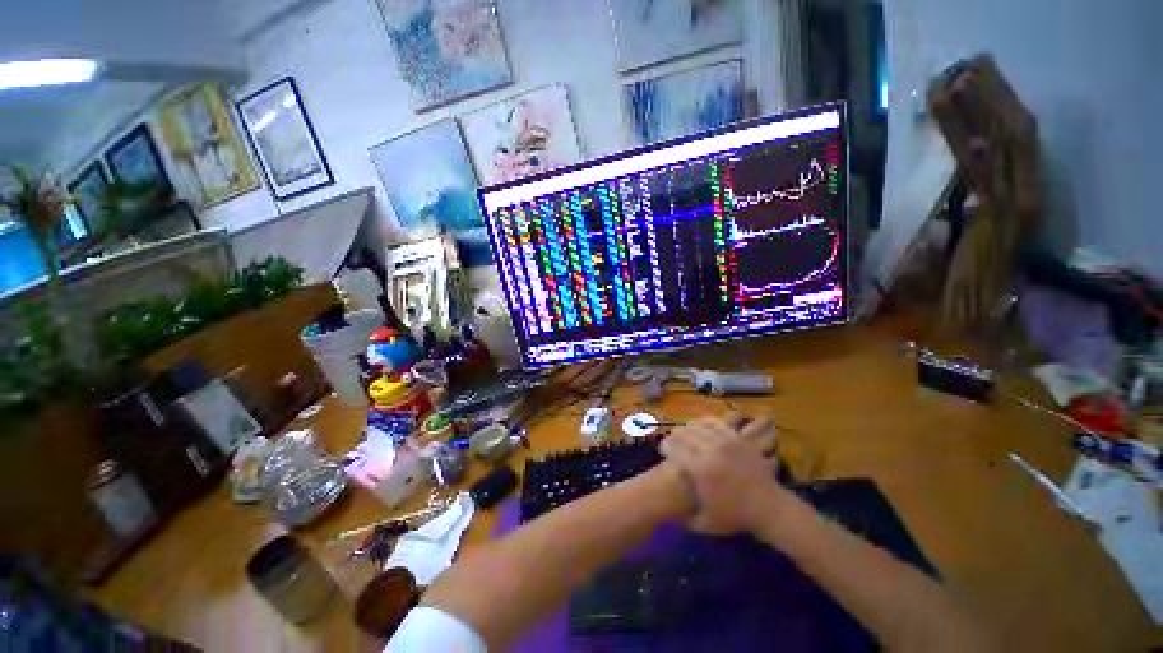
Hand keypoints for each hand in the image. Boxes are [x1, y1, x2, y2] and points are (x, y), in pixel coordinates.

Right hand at [659, 414, 780, 535]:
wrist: (769, 508)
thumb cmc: (736, 516)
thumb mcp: (706, 523)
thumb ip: (686, 517)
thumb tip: (671, 512)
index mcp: (700, 470)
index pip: (674, 449)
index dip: (665, 447)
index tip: (662, 449)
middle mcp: (710, 451)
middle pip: (685, 434)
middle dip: (675, 435)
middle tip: (672, 440)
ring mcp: (724, 442)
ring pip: (699, 426)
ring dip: (689, 427)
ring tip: (686, 432)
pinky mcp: (736, 438)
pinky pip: (717, 423)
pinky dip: (706, 422)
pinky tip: (702, 426)